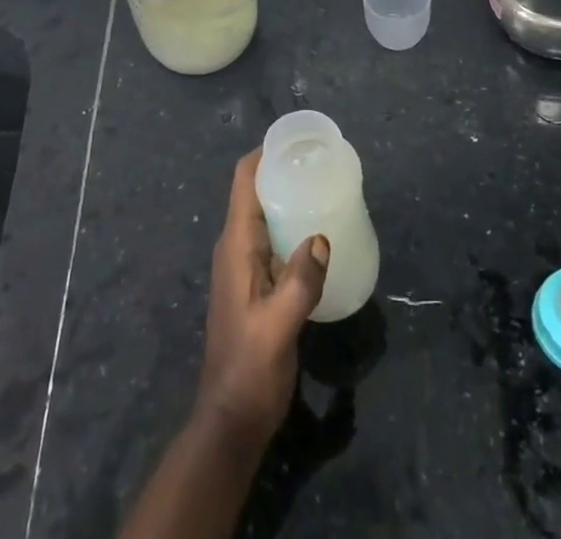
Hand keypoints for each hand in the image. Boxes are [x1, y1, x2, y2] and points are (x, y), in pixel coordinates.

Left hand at [194, 150, 329, 447]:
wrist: (232, 419)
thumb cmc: (249, 368)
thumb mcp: (277, 327)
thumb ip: (300, 282)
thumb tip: (322, 238)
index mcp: (235, 245)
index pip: (244, 180)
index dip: (265, 153)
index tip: (298, 140)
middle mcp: (238, 246)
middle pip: (257, 191)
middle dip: (284, 170)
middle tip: (323, 161)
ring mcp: (247, 266)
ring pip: (268, 215)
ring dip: (292, 198)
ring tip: (328, 187)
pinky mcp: (260, 284)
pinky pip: (278, 240)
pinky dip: (296, 227)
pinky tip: (323, 235)